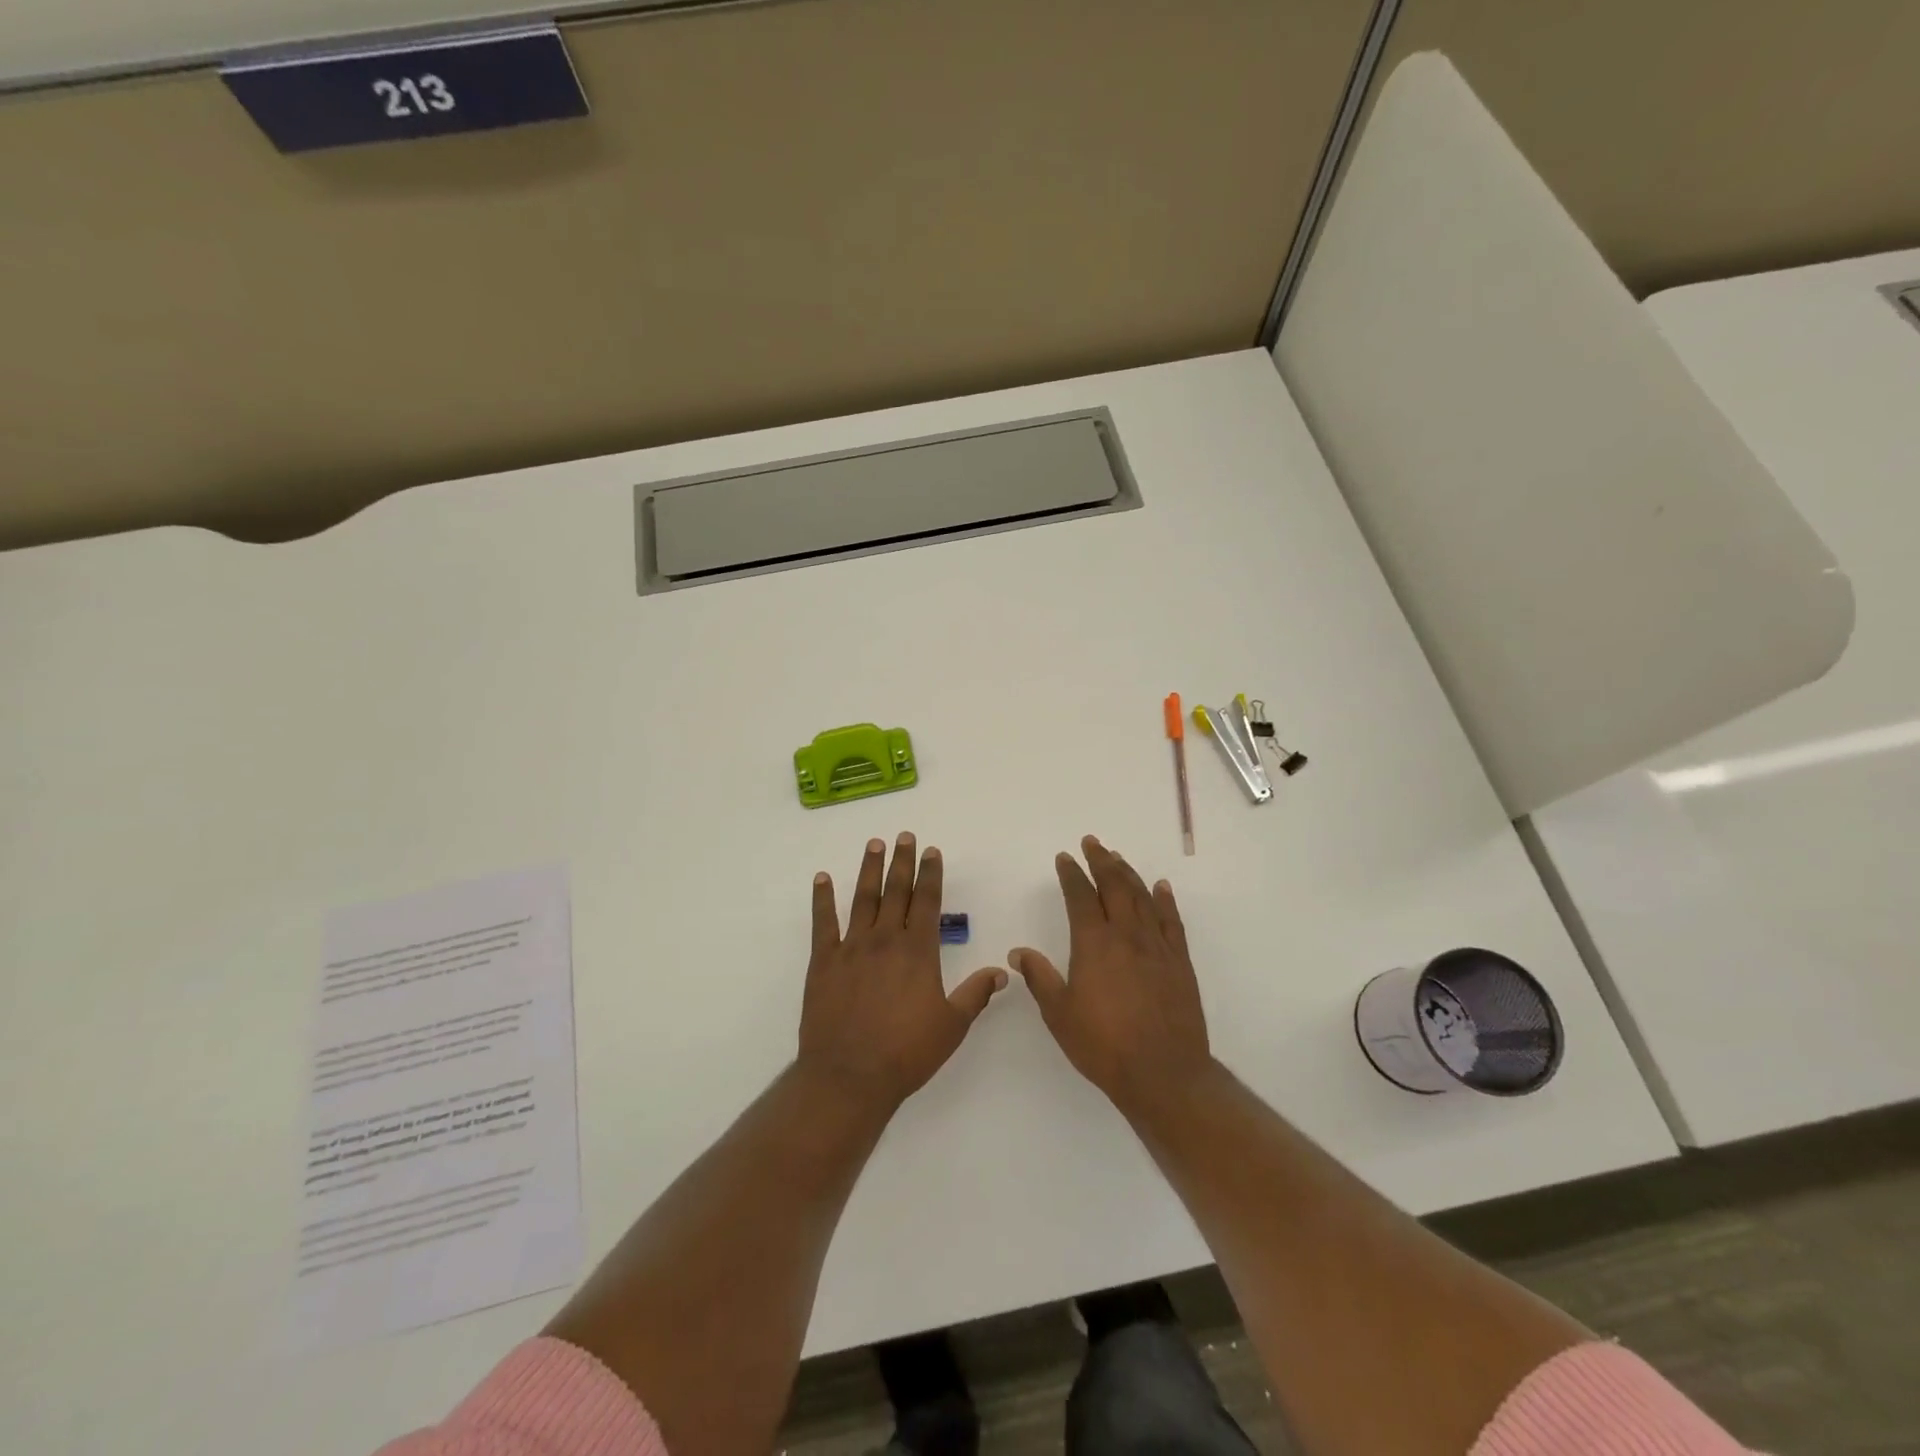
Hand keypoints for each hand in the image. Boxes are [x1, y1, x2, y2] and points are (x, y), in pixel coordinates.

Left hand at [798, 833, 1007, 1110]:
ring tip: (874, 844)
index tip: (932, 851)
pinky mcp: (824, 961)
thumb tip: (1002, 972)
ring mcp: (852, 947)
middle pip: (896, 891)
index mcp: (918, 951)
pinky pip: (823, 922)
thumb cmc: (906, 1053)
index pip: (927, 901)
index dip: (930, 874)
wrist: (849, 1075)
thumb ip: (975, 994)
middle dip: (902, 862)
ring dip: (869, 870)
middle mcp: (885, 939)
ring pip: (862, 898)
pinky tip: (822, 878)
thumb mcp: (952, 1026)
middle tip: (905, 836)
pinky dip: (822, 898)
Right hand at [1008, 836, 1213, 1119]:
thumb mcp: (1059, 1014)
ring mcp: (1157, 946)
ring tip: (1117, 858)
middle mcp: (1126, 935)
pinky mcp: (1180, 961)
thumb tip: (1018, 953)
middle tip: (1092, 842)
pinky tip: (1160, 887)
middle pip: (1114, 886)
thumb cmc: (1104, 1045)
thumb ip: (1039, 978)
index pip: (1080, 896)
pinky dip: (1165, 899)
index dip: (1071, 874)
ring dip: (1128, 873)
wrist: (1163, 1072)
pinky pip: (1172, 920)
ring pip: (1142, 897)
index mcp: (1094, 944)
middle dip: (1101, 861)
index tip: (1065, 857)